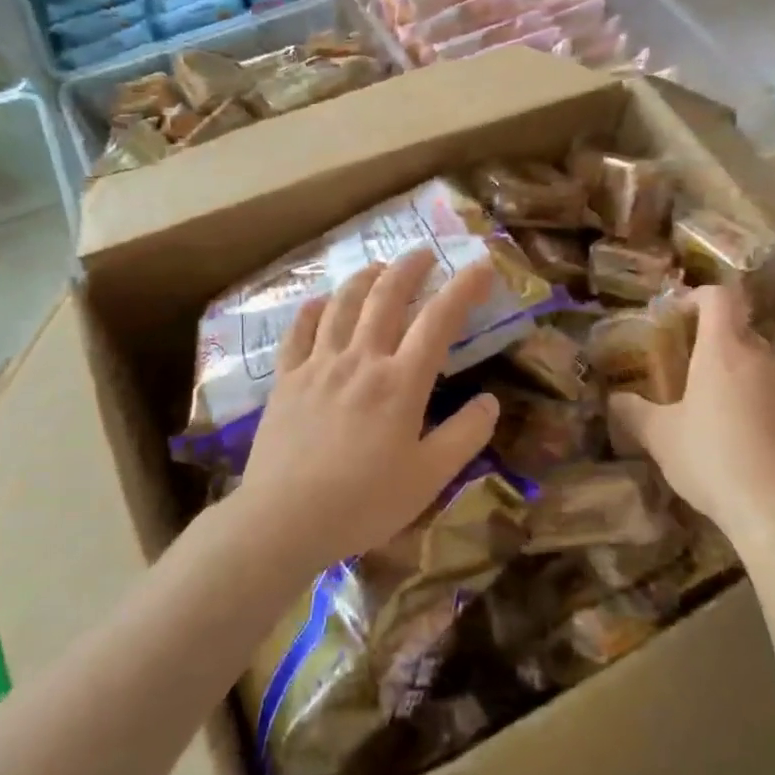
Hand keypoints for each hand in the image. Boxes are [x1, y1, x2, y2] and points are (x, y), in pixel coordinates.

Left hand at [237, 250, 501, 569]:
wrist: (283, 520)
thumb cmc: (364, 502)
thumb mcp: (429, 477)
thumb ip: (465, 435)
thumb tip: (491, 400)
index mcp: (401, 382)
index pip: (439, 320)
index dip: (464, 288)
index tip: (482, 266)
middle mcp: (361, 360)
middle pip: (387, 297)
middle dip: (410, 268)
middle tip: (424, 253)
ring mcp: (318, 365)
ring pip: (343, 305)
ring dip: (364, 279)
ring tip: (379, 268)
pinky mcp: (286, 380)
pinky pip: (299, 331)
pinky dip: (314, 309)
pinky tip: (321, 302)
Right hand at [608, 285, 774, 540]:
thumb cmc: (713, 459)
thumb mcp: (660, 437)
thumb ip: (633, 412)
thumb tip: (613, 399)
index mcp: (723, 350)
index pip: (718, 297)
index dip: (695, 297)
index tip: (674, 317)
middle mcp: (759, 357)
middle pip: (737, 325)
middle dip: (710, 335)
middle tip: (682, 359)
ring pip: (755, 357)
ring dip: (731, 366)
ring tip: (705, 397)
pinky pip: (769, 387)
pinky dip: (749, 393)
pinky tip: (733, 429)